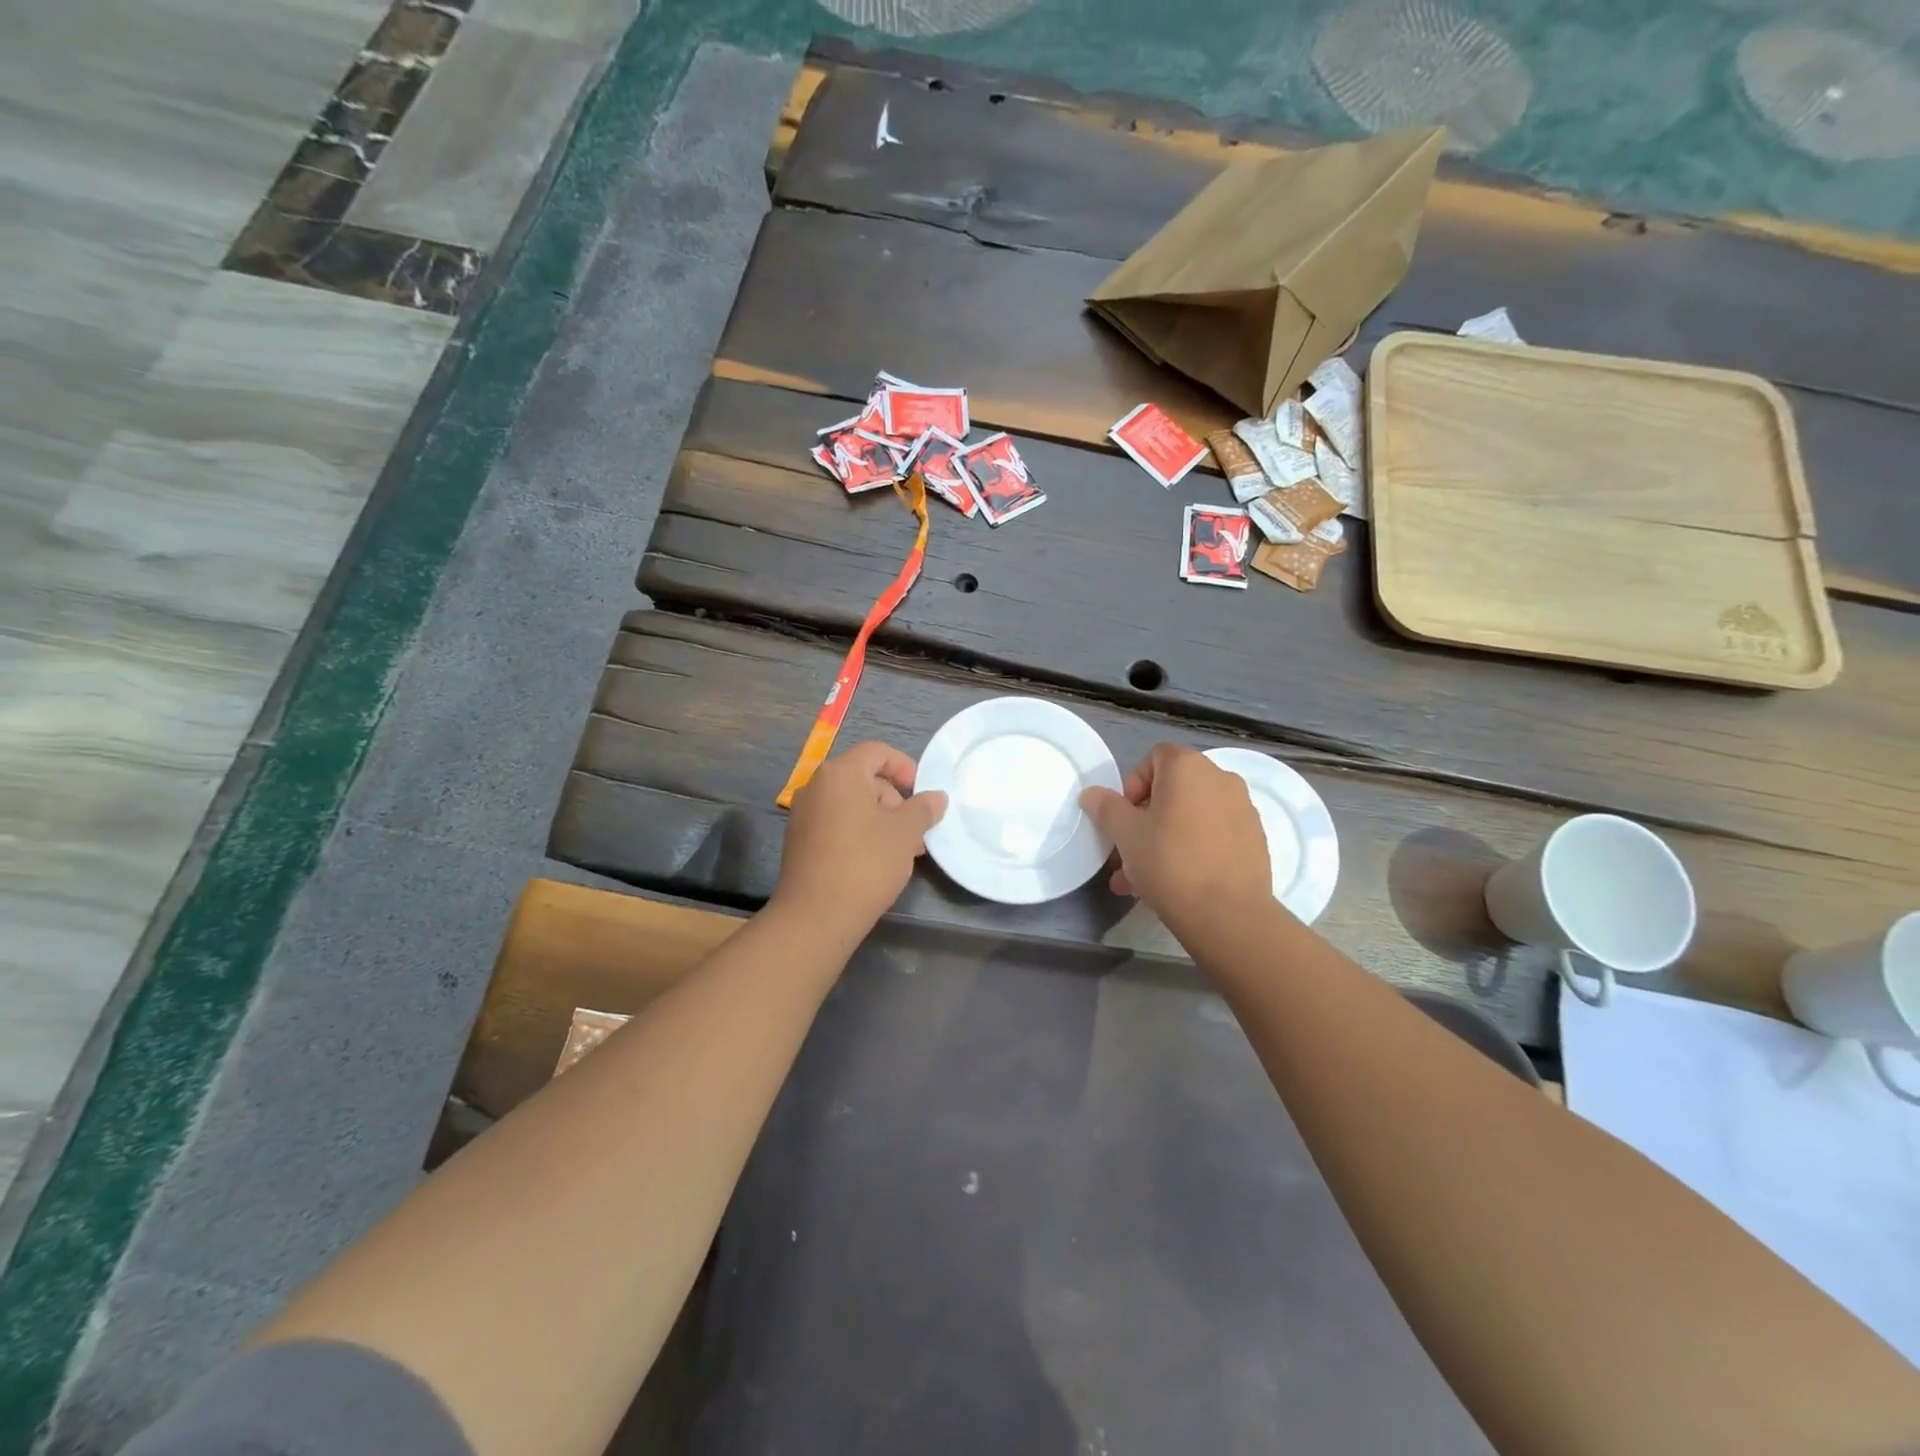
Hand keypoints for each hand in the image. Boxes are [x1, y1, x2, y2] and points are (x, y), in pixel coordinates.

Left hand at [774, 741, 946, 938]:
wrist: (816, 915)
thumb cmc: (866, 863)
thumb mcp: (905, 833)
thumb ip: (923, 809)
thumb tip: (936, 797)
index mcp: (840, 774)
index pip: (877, 752)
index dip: (905, 768)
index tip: (922, 796)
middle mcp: (816, 786)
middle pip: (865, 778)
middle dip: (895, 800)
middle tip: (915, 832)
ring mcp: (804, 814)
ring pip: (852, 804)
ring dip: (881, 820)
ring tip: (902, 851)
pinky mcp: (800, 841)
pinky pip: (837, 823)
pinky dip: (860, 833)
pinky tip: (876, 861)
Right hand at [1080, 743, 1274, 936]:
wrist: (1228, 915)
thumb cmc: (1170, 862)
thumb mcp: (1126, 834)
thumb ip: (1106, 808)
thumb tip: (1092, 793)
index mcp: (1189, 767)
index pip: (1155, 757)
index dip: (1133, 784)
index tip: (1124, 817)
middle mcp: (1221, 779)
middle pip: (1173, 790)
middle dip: (1145, 819)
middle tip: (1127, 852)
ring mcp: (1243, 810)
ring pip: (1191, 817)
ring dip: (1163, 839)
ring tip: (1140, 879)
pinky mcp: (1255, 840)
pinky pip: (1212, 835)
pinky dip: (1192, 850)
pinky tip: (1174, 884)